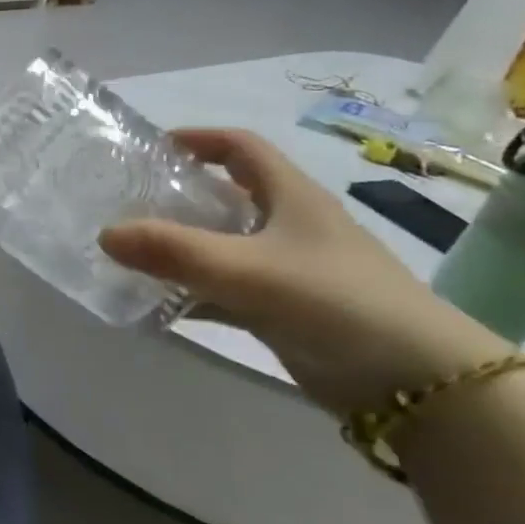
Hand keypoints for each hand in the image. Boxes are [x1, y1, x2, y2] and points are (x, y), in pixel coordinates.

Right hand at [99, 128, 512, 419]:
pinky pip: (224, 289)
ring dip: (179, 246)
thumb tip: (105, 233)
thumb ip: (174, 252)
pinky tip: (156, 303)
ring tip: (128, 252)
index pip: (241, 147)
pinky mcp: (284, 309)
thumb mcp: (248, 271)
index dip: (197, 139)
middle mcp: (290, 225)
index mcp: (292, 197)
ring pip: (222, 244)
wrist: (419, 385)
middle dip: (176, 195)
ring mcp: (288, 269)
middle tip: (126, 203)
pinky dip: (190, 291)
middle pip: (226, 195)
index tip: (149, 148)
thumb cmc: (336, 303)